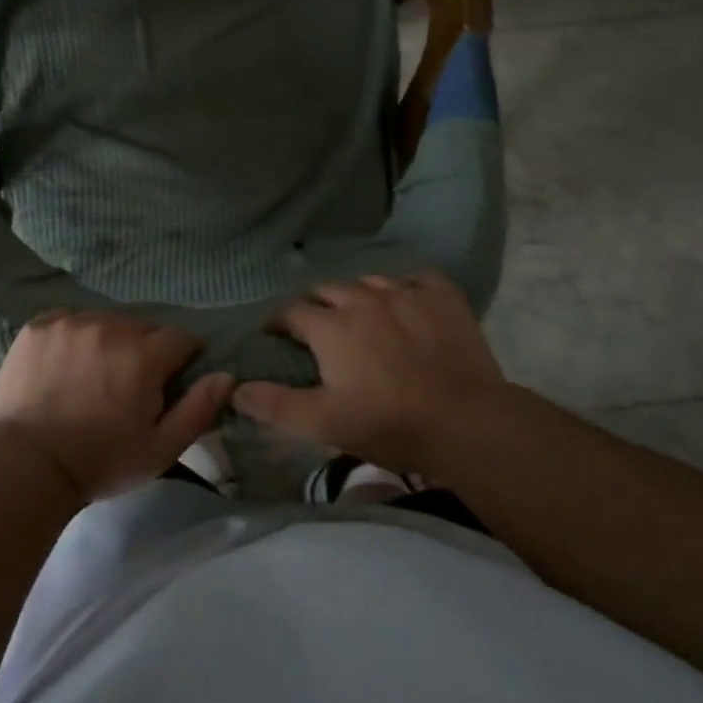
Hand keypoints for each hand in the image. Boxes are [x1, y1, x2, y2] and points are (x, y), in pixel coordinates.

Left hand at [0, 310, 233, 502]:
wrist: (25, 466)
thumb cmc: (100, 461)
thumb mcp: (160, 449)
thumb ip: (198, 409)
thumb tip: (227, 375)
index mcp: (143, 356)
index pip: (180, 339)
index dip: (181, 359)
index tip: (170, 382)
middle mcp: (109, 327)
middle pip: (142, 327)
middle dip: (145, 350)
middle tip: (129, 384)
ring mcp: (70, 322)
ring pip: (106, 321)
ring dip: (109, 340)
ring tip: (95, 373)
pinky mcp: (38, 325)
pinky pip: (70, 320)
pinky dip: (75, 336)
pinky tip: (66, 364)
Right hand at [234, 273, 507, 473]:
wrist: (466, 423)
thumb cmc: (388, 424)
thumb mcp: (324, 423)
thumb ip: (276, 404)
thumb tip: (235, 388)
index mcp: (330, 326)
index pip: (291, 313)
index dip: (280, 324)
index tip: (278, 338)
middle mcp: (362, 297)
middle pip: (327, 290)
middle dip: (317, 306)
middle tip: (321, 331)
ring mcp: (404, 291)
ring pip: (369, 281)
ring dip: (359, 296)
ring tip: (364, 318)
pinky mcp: (441, 294)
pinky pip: (415, 279)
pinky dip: (406, 289)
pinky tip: (409, 306)